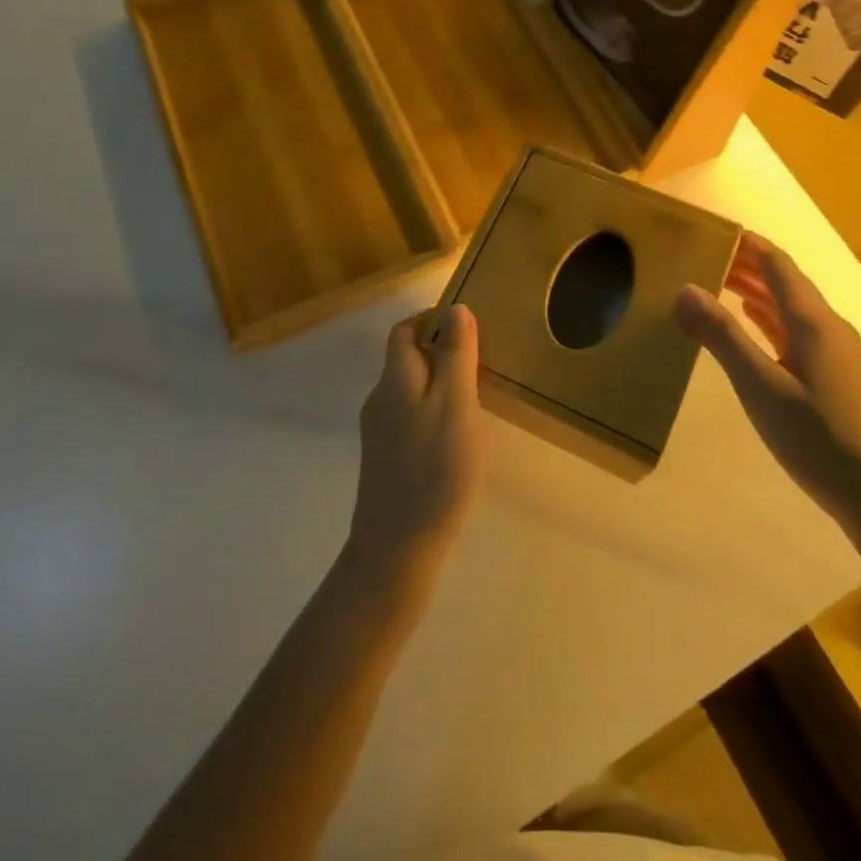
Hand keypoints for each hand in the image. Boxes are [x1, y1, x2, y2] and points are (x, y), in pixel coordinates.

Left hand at [344, 305, 484, 601]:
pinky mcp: (386, 460)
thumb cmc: (434, 469)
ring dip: (440, 381)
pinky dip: (434, 410)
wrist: (396, 550)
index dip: (431, 319)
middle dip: (440, 350)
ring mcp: (379, 432)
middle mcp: (380, 399)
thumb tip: (455, 310)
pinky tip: (458, 436)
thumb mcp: (455, 404)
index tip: (467, 324)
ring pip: (410, 389)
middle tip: (481, 361)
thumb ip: (455, 355)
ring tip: (477, 396)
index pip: (404, 330)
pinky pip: (411, 417)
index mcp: (395, 379)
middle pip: (406, 358)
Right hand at [677, 233, 860, 511]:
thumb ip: (722, 336)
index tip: (711, 230)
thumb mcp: (759, 386)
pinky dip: (768, 316)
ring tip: (717, 281)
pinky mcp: (833, 372)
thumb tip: (685, 289)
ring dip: (756, 289)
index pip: (777, 264)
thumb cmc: (815, 437)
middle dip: (746, 263)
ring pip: (790, 305)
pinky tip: (751, 323)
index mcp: (813, 321)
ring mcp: (834, 350)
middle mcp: (827, 325)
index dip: (746, 243)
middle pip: (784, 280)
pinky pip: (795, 328)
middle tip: (702, 255)